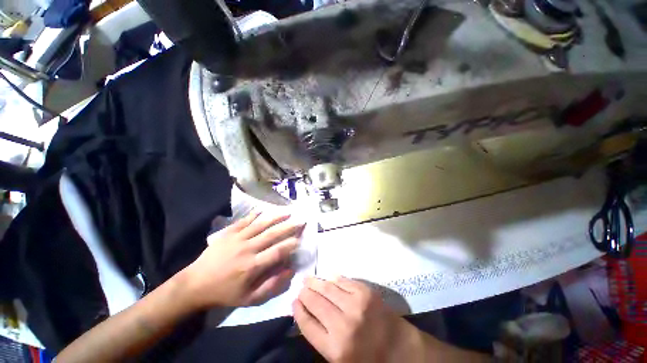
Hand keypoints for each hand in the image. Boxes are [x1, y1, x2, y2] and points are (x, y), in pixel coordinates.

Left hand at [182, 211, 304, 308]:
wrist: (195, 284)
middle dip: (289, 227)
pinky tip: (263, 209)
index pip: (277, 252)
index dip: (290, 244)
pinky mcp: (228, 233)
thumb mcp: (249, 299)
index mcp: (252, 266)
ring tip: (288, 212)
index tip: (300, 239)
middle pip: (272, 234)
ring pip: (261, 224)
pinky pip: (244, 221)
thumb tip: (290, 271)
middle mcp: (247, 249)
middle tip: (301, 221)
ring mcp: (237, 238)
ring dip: (276, 217)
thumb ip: (271, 285)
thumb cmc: (225, 293)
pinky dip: (254, 214)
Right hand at [293, 277, 424, 362]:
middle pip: (316, 303)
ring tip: (308, 279)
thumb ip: (322, 337)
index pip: (307, 325)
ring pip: (328, 288)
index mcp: (335, 348)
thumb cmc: (368, 358)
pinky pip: (343, 281)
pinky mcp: (366, 292)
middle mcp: (343, 325)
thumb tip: (306, 314)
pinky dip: (333, 279)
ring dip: (316, 282)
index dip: (298, 311)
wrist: (399, 348)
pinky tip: (327, 277)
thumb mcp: (340, 359)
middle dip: (305, 294)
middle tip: (300, 288)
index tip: (294, 302)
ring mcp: (356, 305)